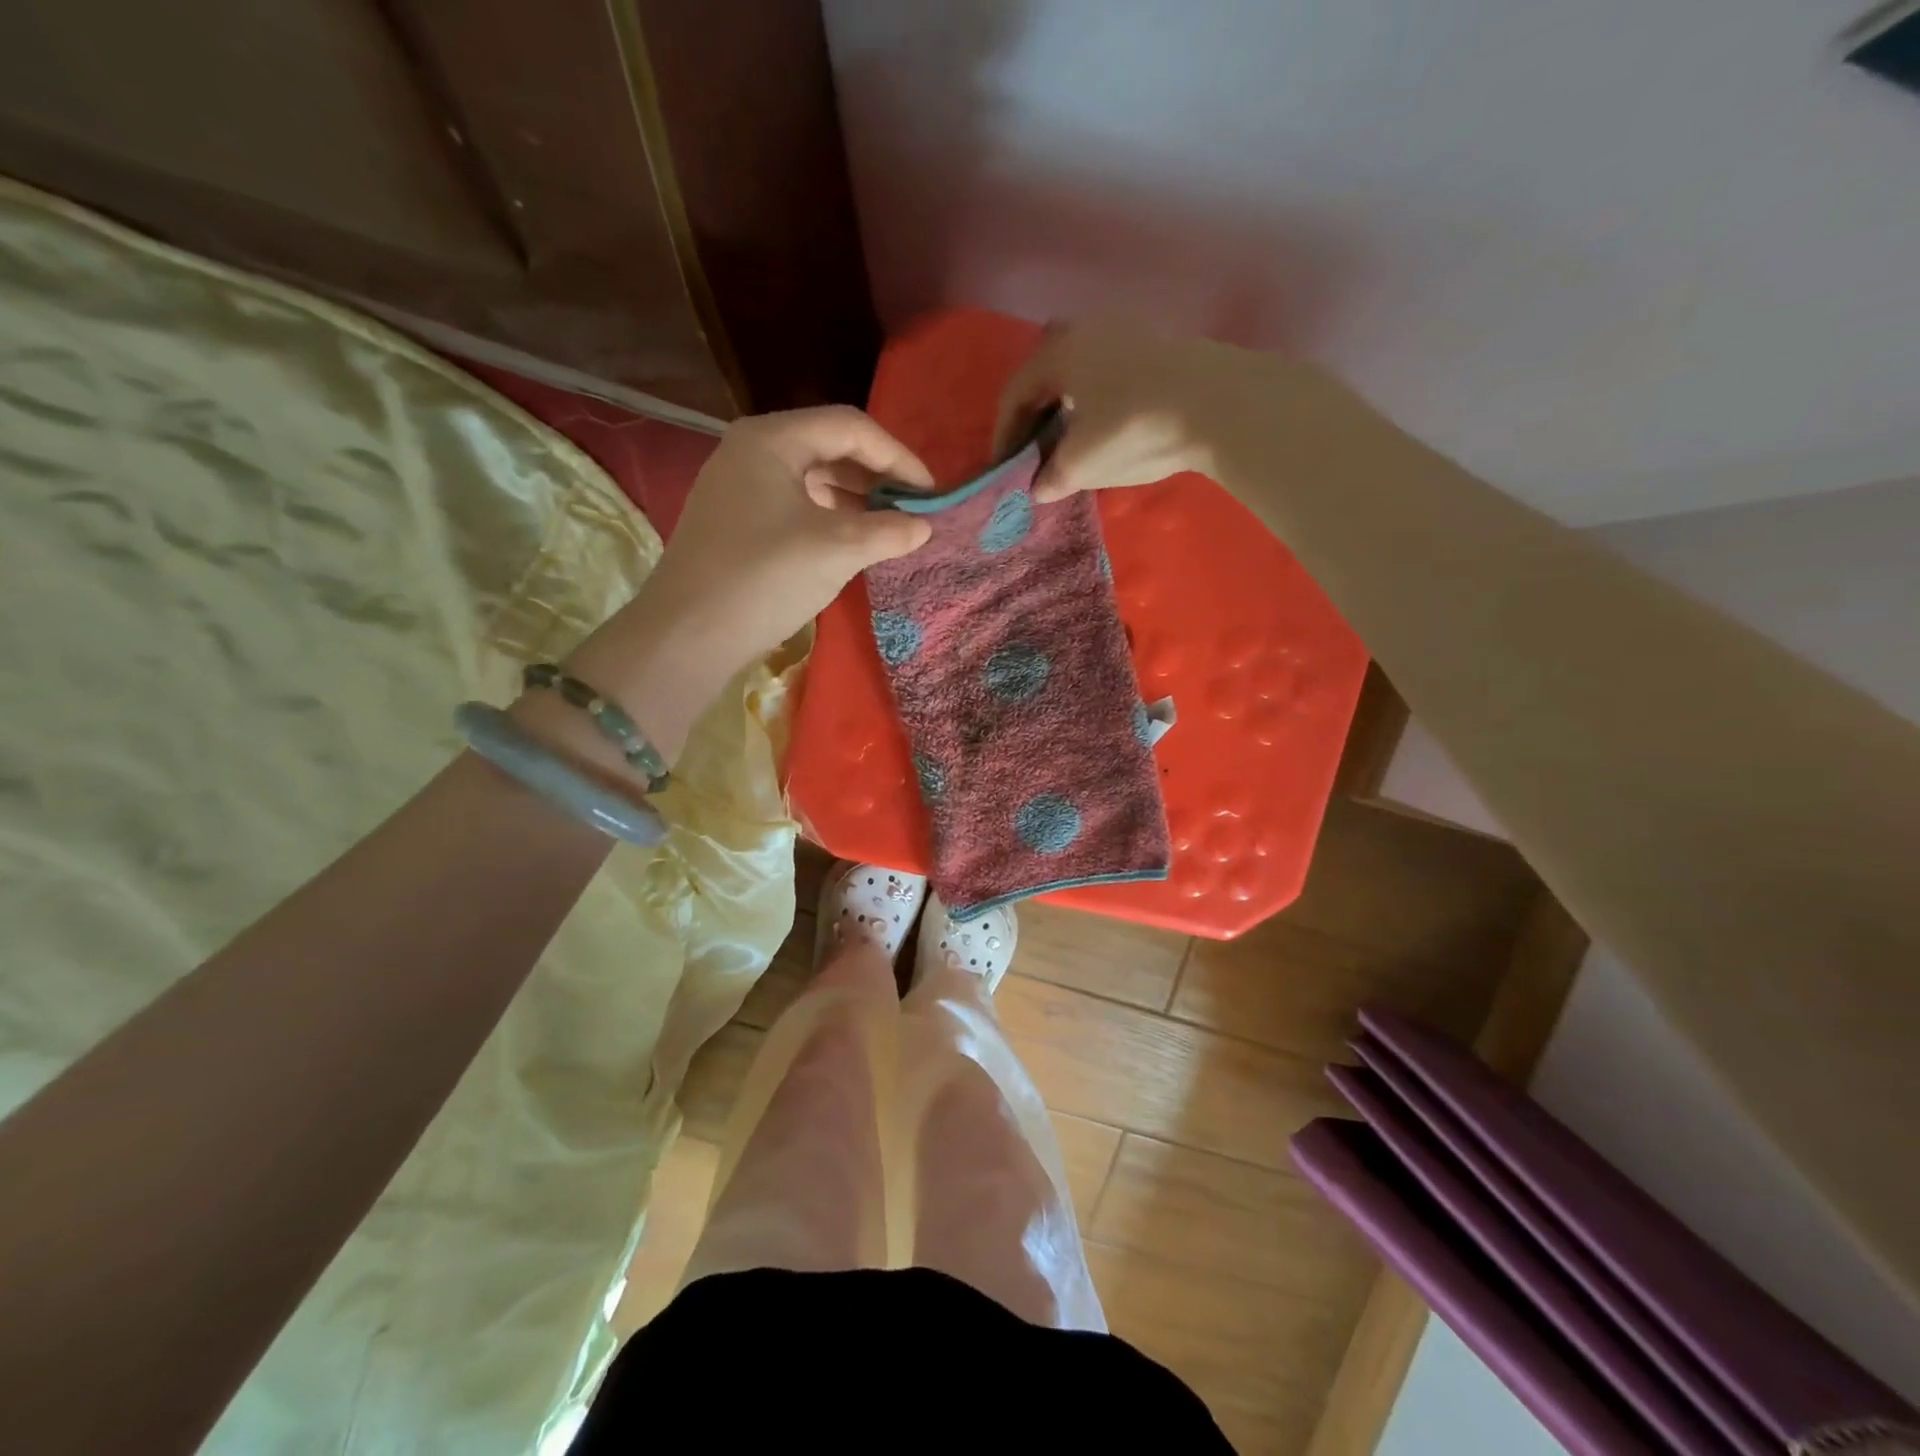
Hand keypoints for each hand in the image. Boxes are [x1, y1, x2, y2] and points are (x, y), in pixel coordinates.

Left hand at [546, 407, 932, 763]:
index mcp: (772, 438)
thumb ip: (887, 532)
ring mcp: (738, 485)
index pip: (850, 427)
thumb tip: (924, 527)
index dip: (898, 456)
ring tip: (889, 527)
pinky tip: (850, 542)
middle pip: (829, 446)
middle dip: (876, 475)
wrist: (688, 635)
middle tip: (913, 508)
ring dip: (854, 497)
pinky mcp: (735, 520)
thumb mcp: (836, 549)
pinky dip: (828, 516)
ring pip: (811, 477)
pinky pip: (794, 504)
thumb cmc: (764, 577)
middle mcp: (751, 449)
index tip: (931, 492)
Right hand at [994, 318, 1241, 503]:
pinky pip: (1111, 368)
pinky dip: (1097, 396)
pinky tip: (1108, 422)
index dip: (1004, 434)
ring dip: (1068, 401)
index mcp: (1057, 352)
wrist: (1219, 404)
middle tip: (1033, 443)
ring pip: (1081, 366)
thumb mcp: (1081, 464)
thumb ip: (1051, 477)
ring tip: (1070, 436)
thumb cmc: (1132, 429)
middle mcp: (1086, 329)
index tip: (1003, 467)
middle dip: (1034, 408)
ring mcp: (1127, 330)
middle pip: (1045, 369)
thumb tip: (1039, 486)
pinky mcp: (1160, 343)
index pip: (1015, 393)